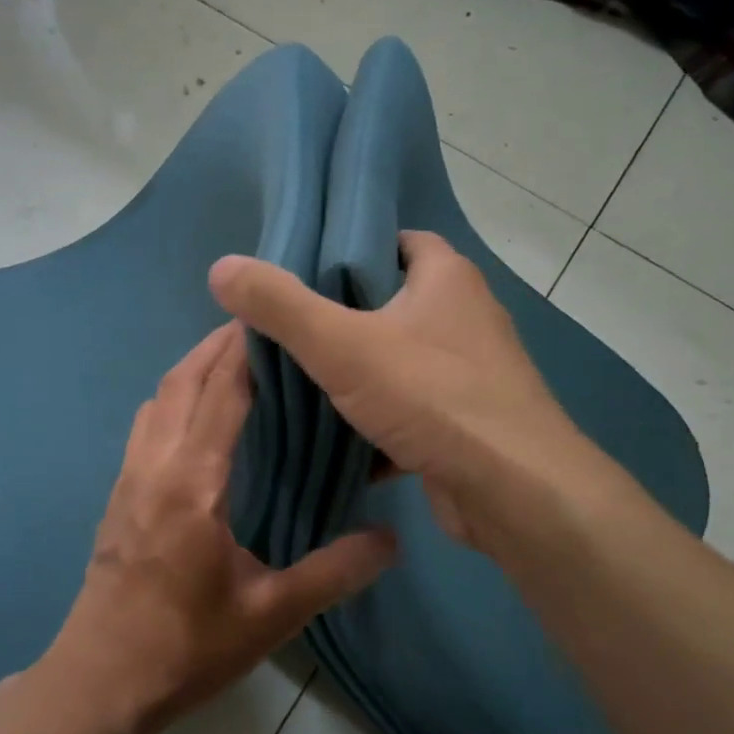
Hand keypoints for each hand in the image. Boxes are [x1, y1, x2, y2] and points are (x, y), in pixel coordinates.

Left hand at [48, 323, 395, 733]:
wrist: (100, 682)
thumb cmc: (185, 648)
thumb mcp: (270, 615)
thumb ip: (333, 573)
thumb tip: (391, 539)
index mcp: (192, 483)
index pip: (222, 394)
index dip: (248, 350)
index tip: (277, 317)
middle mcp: (155, 466)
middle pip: (181, 380)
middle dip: (217, 345)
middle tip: (261, 324)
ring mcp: (129, 479)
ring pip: (158, 399)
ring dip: (191, 369)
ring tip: (232, 360)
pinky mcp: (118, 497)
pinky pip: (146, 426)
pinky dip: (173, 399)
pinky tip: (197, 418)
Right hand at [209, 231, 598, 555]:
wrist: (513, 492)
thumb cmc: (432, 397)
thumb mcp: (342, 345)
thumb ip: (280, 306)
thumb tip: (220, 267)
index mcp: (446, 278)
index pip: (394, 242)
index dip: (348, 249)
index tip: (299, 271)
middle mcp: (463, 318)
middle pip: (389, 305)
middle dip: (338, 319)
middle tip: (282, 331)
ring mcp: (468, 374)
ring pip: (396, 363)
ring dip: (353, 377)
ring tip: (295, 383)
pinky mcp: (463, 424)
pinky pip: (407, 412)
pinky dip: (374, 424)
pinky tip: (332, 440)